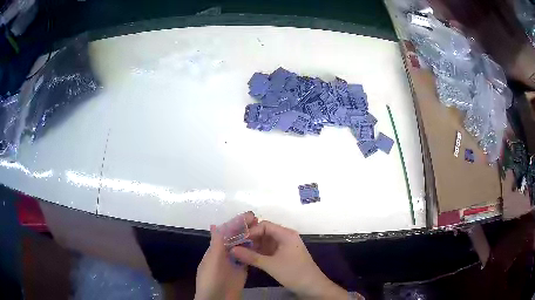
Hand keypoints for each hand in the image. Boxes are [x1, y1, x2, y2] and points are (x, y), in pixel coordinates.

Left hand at [194, 212, 256, 299]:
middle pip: (235, 238)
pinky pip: (248, 258)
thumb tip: (214, 225)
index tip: (250, 215)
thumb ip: (216, 245)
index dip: (236, 223)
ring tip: (263, 229)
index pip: (226, 233)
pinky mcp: (241, 271)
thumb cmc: (211, 280)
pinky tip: (262, 245)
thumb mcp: (212, 262)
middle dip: (245, 228)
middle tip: (259, 220)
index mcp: (215, 250)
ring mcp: (233, 263)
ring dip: (250, 238)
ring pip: (242, 247)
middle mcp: (224, 254)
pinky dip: (253, 250)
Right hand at [231, 221, 347, 298]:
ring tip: (239, 251)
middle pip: (265, 232)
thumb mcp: (270, 265)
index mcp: (286, 234)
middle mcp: (286, 237)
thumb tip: (232, 249)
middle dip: (250, 238)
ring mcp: (286, 246)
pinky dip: (259, 252)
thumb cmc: (293, 272)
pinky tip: (249, 257)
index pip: (264, 225)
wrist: (312, 286)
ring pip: (266, 242)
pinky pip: (269, 250)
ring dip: (254, 246)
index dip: (251, 231)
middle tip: (235, 245)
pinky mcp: (285, 255)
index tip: (237, 240)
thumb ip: (250, 256)